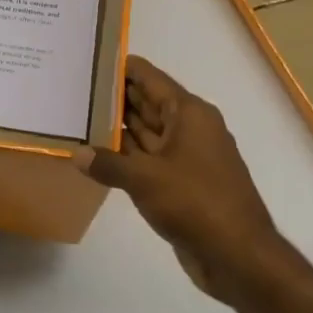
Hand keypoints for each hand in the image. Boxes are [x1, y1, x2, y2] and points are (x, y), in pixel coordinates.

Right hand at [76, 56, 286, 302]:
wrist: (237, 255)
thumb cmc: (195, 203)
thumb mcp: (144, 179)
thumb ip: (108, 163)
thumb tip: (76, 153)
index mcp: (189, 114)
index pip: (150, 79)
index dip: (122, 67)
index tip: (91, 58)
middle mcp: (189, 129)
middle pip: (147, 103)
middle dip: (114, 97)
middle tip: (74, 89)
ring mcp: (186, 157)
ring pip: (145, 133)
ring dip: (116, 128)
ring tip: (77, 118)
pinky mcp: (181, 184)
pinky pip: (147, 160)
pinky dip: (124, 157)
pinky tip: (96, 156)